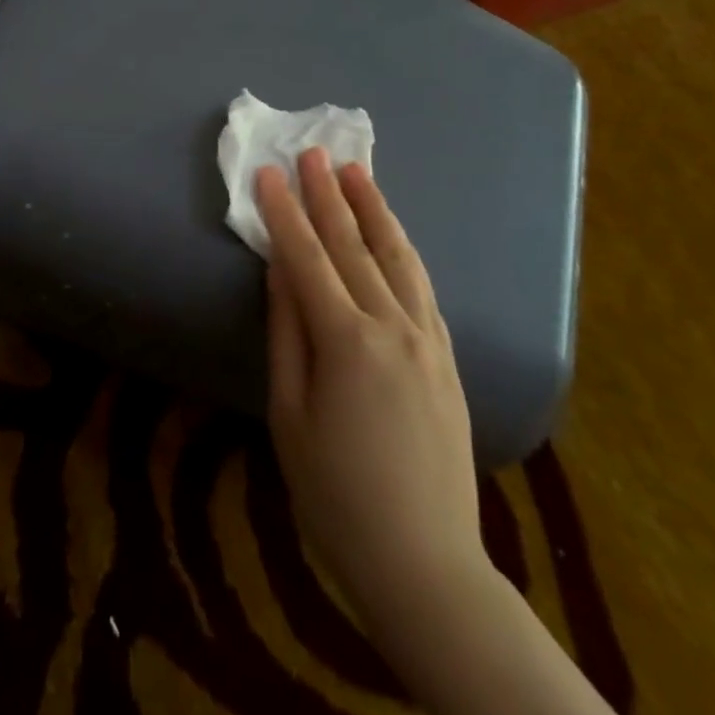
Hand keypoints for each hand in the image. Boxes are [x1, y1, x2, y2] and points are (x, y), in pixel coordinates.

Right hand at [257, 148, 485, 658]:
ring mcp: (428, 341)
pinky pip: (422, 287)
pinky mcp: (447, 358)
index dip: (283, 213)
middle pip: (354, 246)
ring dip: (374, 210)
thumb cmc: (335, 494)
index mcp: (347, 342)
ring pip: (398, 258)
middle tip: (312, 152)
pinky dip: (403, 250)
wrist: (425, 562)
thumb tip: (279, 269)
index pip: (307, 258)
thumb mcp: (289, 413)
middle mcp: (393, 328)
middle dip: (328, 195)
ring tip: (357, 172)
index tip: (267, 173)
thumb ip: (286, 332)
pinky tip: (393, 234)